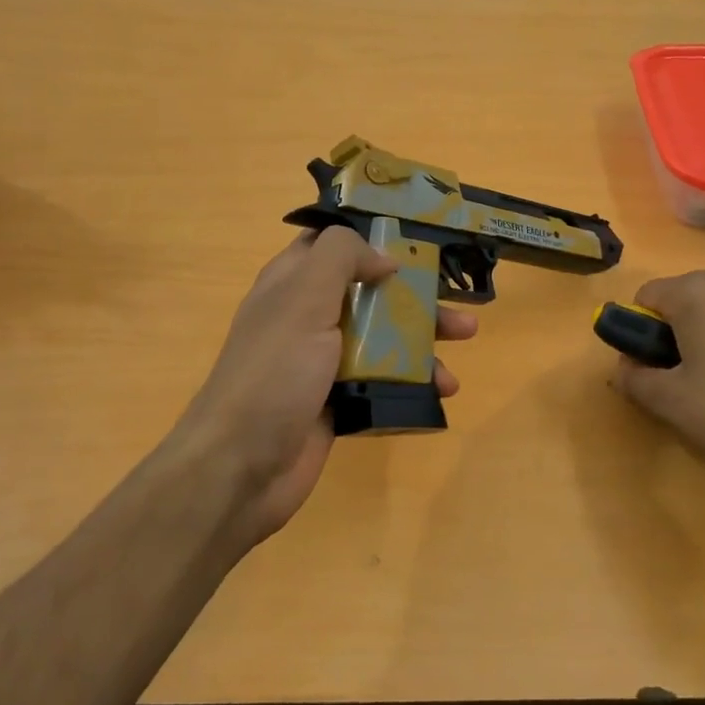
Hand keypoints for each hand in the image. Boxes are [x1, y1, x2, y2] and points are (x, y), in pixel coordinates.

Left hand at [173, 227, 476, 545]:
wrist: (241, 467)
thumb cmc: (274, 372)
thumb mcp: (304, 298)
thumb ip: (342, 258)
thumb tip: (386, 257)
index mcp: (292, 283)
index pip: (334, 244)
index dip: (373, 237)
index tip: (419, 239)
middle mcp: (308, 317)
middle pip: (371, 293)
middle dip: (417, 295)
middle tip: (457, 300)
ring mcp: (323, 363)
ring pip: (383, 339)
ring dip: (424, 339)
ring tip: (464, 345)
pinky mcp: (338, 402)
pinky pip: (384, 382)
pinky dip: (414, 382)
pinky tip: (442, 391)